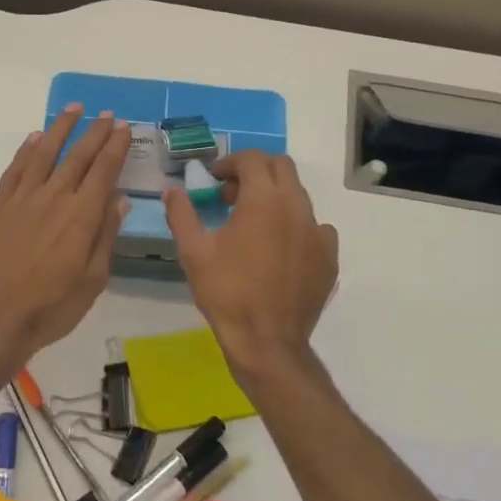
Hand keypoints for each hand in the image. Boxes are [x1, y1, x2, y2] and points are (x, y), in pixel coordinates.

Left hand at [0, 105, 130, 363]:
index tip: (124, 128)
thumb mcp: (93, 280)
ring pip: (44, 153)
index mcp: (81, 216)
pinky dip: (26, 150)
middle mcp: (53, 198)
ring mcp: (21, 199)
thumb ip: (105, 236)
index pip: (103, 171)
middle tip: (107, 115)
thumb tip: (119, 200)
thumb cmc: (51, 307)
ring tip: (73, 110)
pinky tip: (35, 138)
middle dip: (95, 132)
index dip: (115, 147)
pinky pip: (15, 169)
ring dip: (60, 128)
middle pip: (77, 156)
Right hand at [163, 151, 338, 381]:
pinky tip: (280, 249)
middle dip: (255, 172)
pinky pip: (316, 228)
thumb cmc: (226, 293)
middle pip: (281, 167)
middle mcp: (297, 207)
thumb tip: (171, 190)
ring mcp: (318, 232)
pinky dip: (296, 226)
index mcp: (263, 200)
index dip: (230, 163)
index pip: (252, 159)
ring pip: (299, 196)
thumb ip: (181, 214)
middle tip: (232, 196)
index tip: (213, 180)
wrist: (267, 341)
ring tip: (253, 225)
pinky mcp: (329, 256)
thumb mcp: (193, 252)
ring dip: (275, 198)